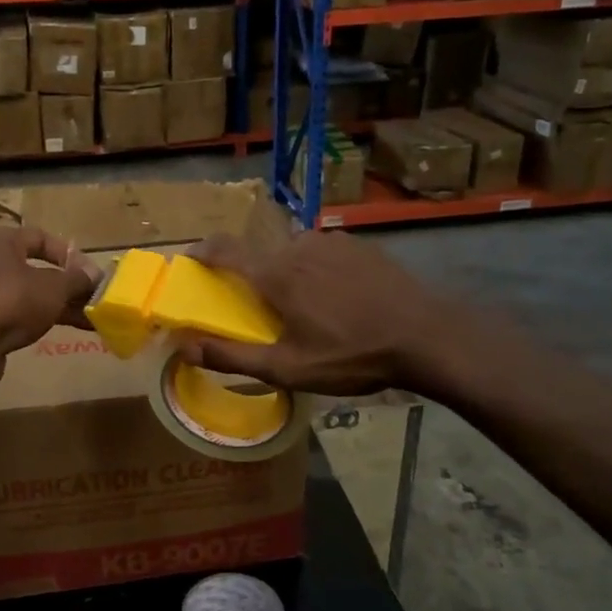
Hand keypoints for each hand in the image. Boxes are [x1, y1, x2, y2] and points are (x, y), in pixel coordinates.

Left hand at [0, 225, 99, 395]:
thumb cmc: (8, 300)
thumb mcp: (52, 287)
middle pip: (37, 269)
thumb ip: (76, 280)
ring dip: (61, 306)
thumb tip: (94, 275)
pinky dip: (43, 321)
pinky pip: (21, 317)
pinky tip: (67, 332)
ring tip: (92, 321)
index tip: (92, 274)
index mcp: (0, 241)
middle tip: (96, 300)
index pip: (41, 237)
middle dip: (69, 285)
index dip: (69, 254)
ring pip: (31, 295)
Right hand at [176, 231, 445, 395]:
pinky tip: (338, 297)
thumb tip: (185, 348)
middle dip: (254, 278)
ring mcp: (332, 242)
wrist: (426, 336)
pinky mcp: (359, 244)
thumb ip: (232, 357)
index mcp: (275, 274)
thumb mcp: (288, 369)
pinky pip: (323, 252)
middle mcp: (298, 246)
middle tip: (264, 310)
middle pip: (261, 256)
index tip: (190, 260)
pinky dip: (317, 269)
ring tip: (308, 308)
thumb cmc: (351, 356)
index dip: (202, 252)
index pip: (224, 250)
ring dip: (288, 274)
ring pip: (293, 253)